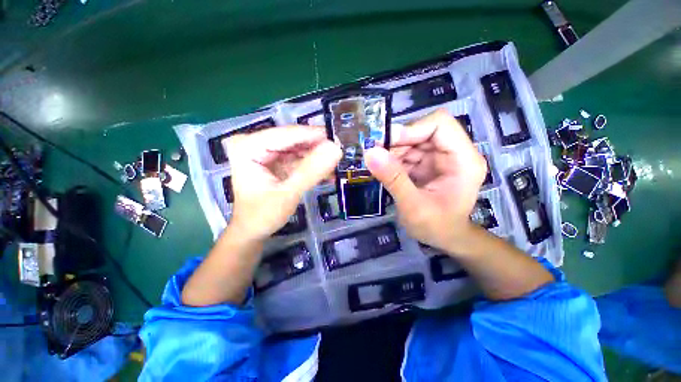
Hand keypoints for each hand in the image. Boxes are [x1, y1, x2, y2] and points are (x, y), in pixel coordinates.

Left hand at [225, 126, 340, 240]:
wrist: (252, 231)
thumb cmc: (262, 216)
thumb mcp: (288, 194)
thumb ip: (311, 172)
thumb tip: (335, 149)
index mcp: (247, 147)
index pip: (286, 134)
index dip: (313, 136)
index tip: (337, 141)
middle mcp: (253, 143)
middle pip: (292, 139)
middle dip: (316, 148)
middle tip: (338, 155)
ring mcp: (264, 152)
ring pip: (297, 148)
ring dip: (316, 158)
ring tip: (334, 167)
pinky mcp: (274, 161)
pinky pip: (297, 158)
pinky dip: (311, 166)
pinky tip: (326, 174)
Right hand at [365, 109, 486, 253]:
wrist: (445, 238)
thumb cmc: (436, 227)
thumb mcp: (413, 206)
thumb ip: (393, 179)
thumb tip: (370, 152)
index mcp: (463, 159)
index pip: (439, 124)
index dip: (411, 128)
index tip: (385, 143)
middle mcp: (454, 153)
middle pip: (423, 131)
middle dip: (397, 142)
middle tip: (376, 156)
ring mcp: (440, 158)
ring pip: (412, 141)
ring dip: (393, 152)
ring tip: (380, 169)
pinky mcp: (428, 164)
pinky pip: (408, 153)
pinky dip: (394, 160)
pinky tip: (387, 172)